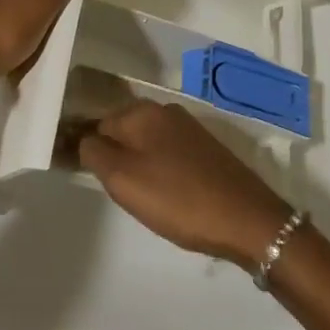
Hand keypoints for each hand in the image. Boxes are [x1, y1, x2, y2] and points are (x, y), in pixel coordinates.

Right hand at [78, 102, 291, 264]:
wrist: (246, 219)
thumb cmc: (178, 199)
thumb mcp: (123, 179)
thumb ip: (94, 152)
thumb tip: (84, 138)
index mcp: (142, 111)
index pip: (98, 124)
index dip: (91, 152)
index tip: (94, 180)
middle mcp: (165, 110)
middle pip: (123, 132)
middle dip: (116, 158)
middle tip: (121, 193)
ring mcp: (189, 128)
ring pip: (147, 143)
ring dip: (140, 166)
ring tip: (145, 198)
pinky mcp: (206, 148)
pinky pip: (169, 154)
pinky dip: (162, 171)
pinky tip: (170, 195)